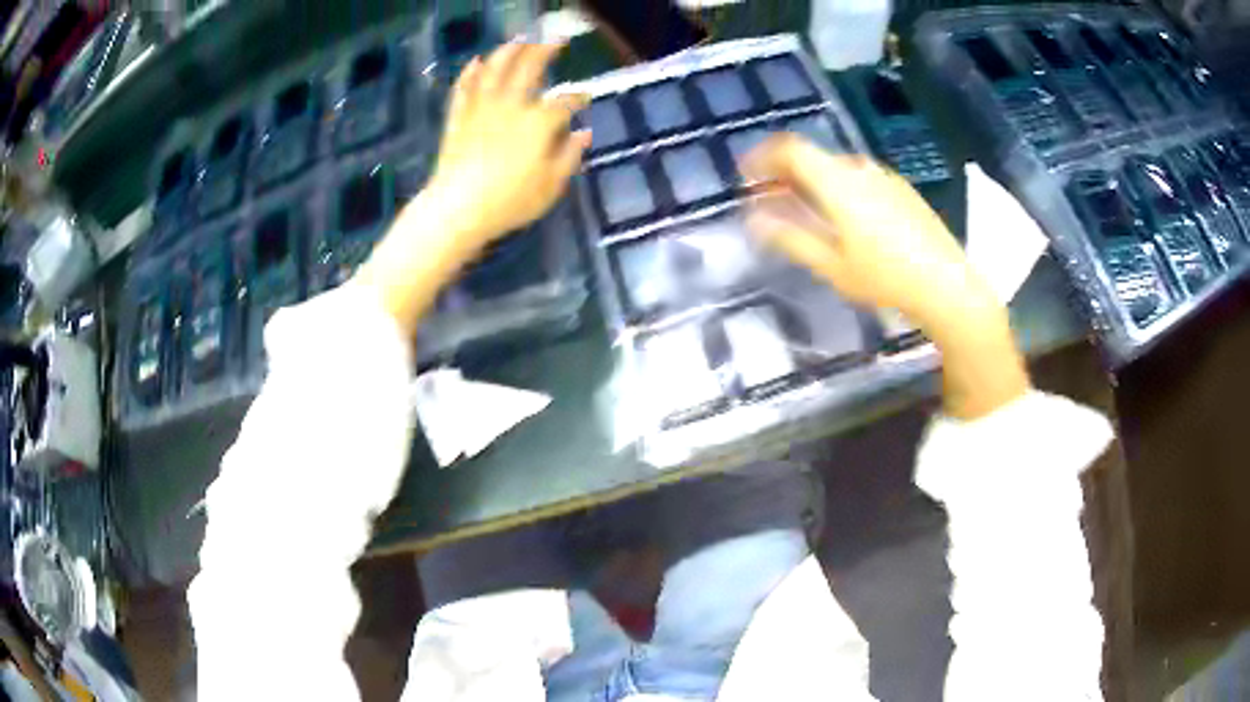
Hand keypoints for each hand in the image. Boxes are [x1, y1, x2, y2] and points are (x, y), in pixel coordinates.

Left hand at [425, 42, 591, 249]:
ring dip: (509, 52)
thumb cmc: (510, 202)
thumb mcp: (551, 186)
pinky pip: (464, 89)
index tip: (586, 97)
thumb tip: (584, 133)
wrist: (458, 209)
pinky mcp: (459, 118)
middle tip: (555, 42)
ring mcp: (482, 109)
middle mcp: (512, 106)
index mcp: (539, 123)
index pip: (565, 101)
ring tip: (518, 41)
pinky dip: (470, 73)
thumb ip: (569, 156)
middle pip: (529, 68)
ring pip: (495, 70)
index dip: (579, 96)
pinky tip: (475, 62)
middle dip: (545, 51)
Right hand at [741, 135, 1029, 418]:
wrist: (947, 284)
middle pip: (812, 157)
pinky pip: (858, 178)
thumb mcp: (832, 265)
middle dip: (783, 174)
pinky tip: (843, 219)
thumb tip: (754, 219)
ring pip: (836, 168)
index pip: (790, 148)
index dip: (762, 157)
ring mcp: (884, 177)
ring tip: (803, 212)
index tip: (746, 177)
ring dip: (811, 182)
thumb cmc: (886, 278)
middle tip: (769, 201)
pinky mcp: (901, 189)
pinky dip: (837, 188)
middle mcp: (860, 168)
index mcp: (838, 181)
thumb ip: (790, 237)